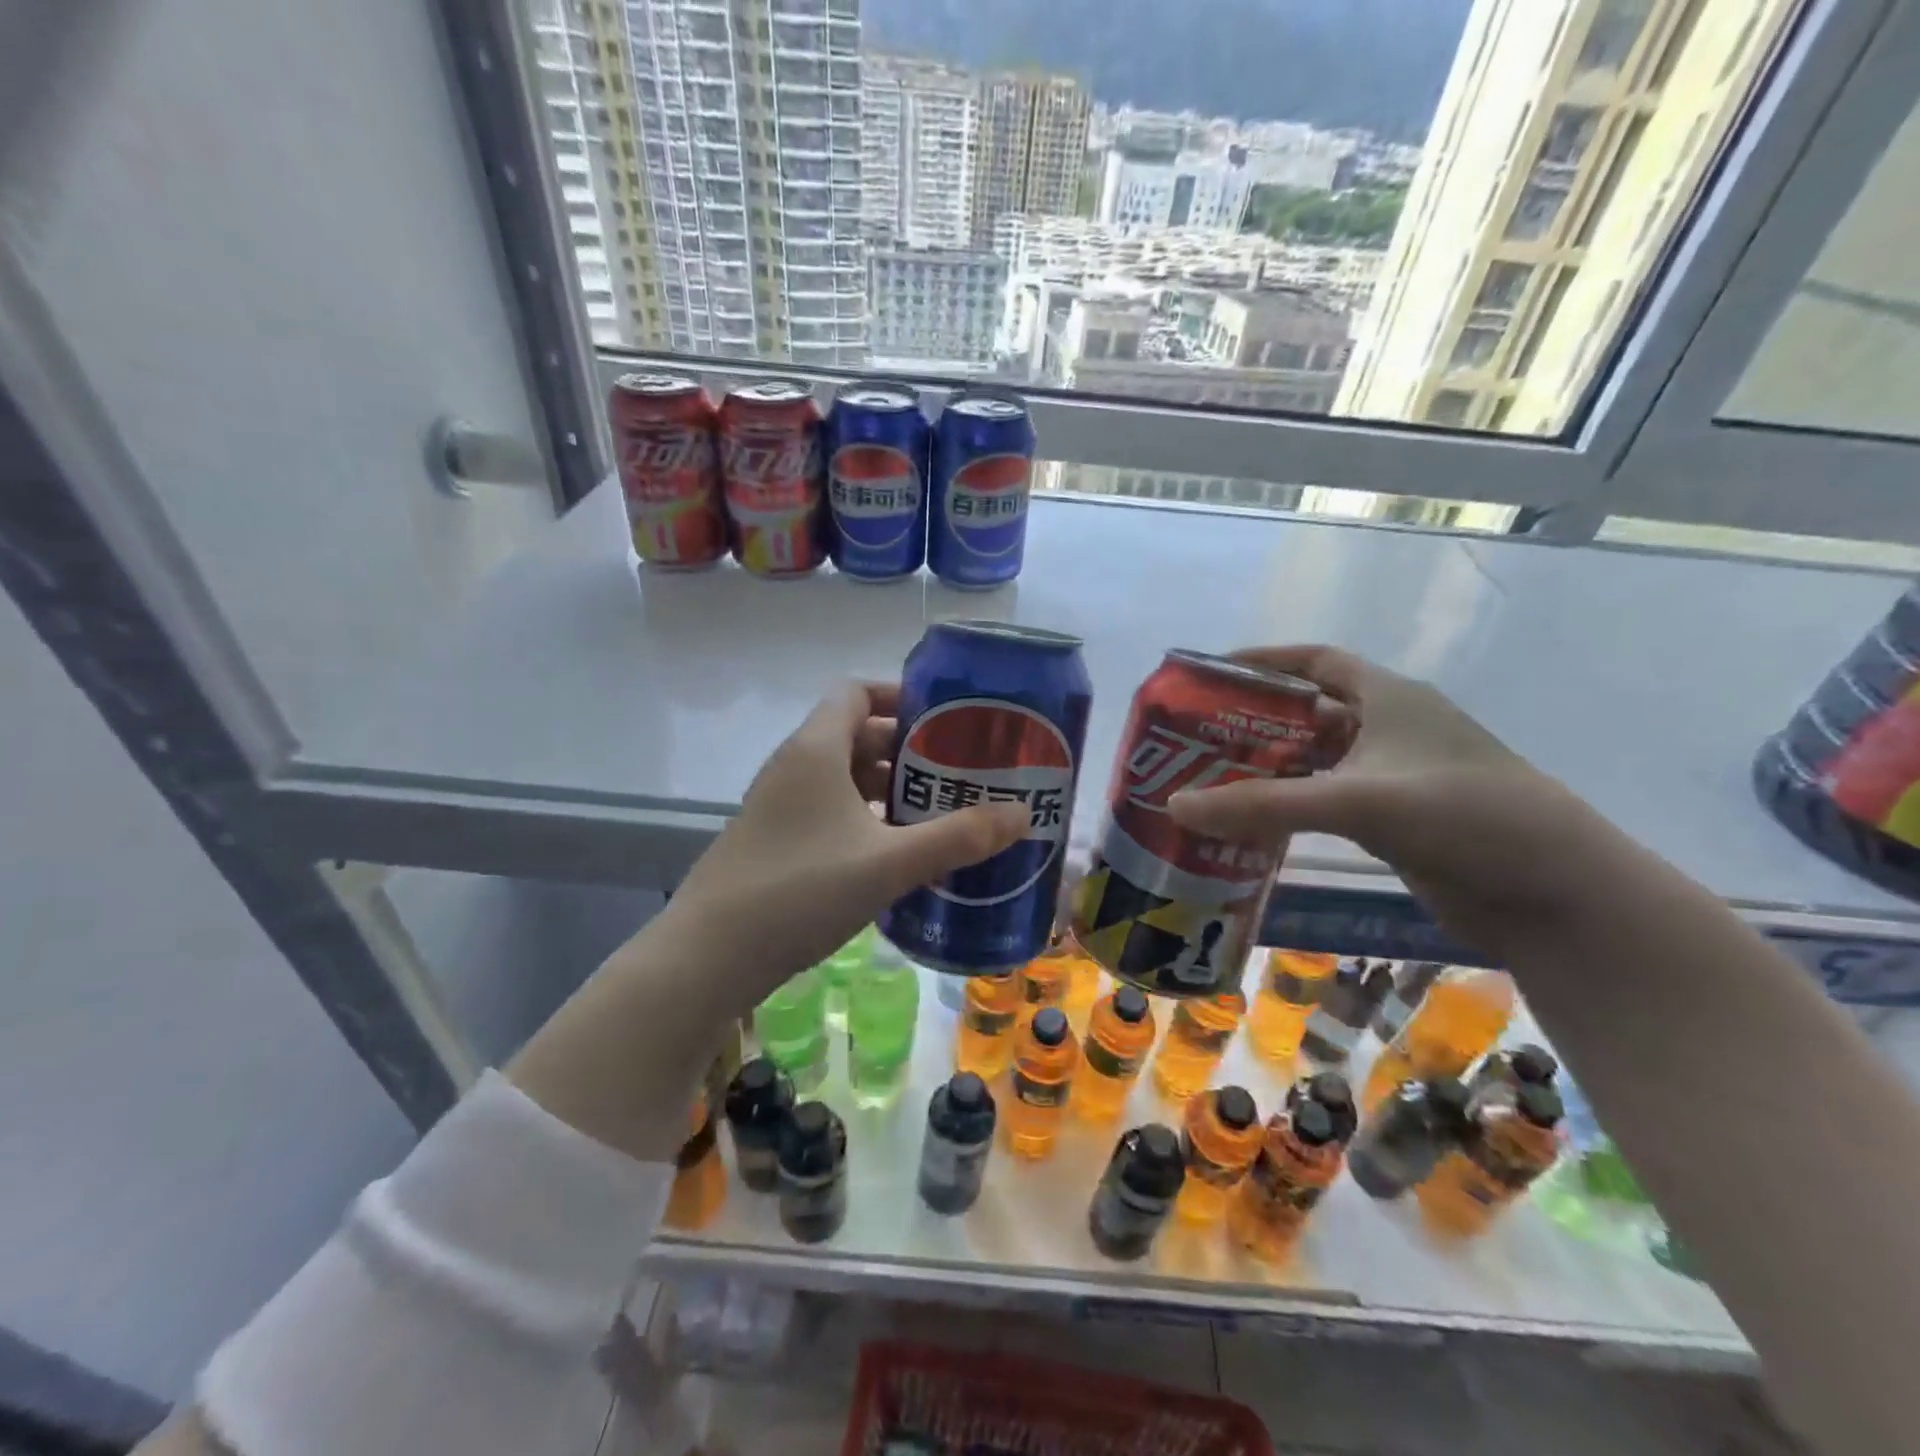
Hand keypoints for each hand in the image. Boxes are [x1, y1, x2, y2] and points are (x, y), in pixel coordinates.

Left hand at [510, 683, 1026, 1160]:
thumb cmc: (800, 890)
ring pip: (843, 777)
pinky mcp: (775, 841)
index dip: (901, 697)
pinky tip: (896, 853)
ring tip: (938, 813)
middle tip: (958, 773)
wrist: (708, 957)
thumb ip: (958, 837)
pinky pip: (829, 811)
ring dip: (888, 788)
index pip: (856, 692)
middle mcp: (794, 766)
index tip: (947, 721)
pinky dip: (865, 818)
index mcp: (815, 749)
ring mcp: (779, 806)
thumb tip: (1022, 814)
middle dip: (908, 750)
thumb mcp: (889, 863)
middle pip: (856, 735)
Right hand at [1167, 646, 1602, 945]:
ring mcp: (1397, 775)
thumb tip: (1176, 805)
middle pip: (1308, 711)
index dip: (1263, 661)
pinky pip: (1329, 799)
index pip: (1316, 660)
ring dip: (1271, 767)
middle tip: (1196, 738)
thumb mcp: (1359, 802)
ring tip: (1212, 779)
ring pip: (1318, 759)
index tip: (1209, 674)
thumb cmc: (1465, 818)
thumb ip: (1264, 804)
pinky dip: (1293, 803)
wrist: (1559, 897)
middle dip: (1253, 720)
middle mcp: (1392, 727)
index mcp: (1390, 697)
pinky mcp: (1399, 819)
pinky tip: (1256, 821)